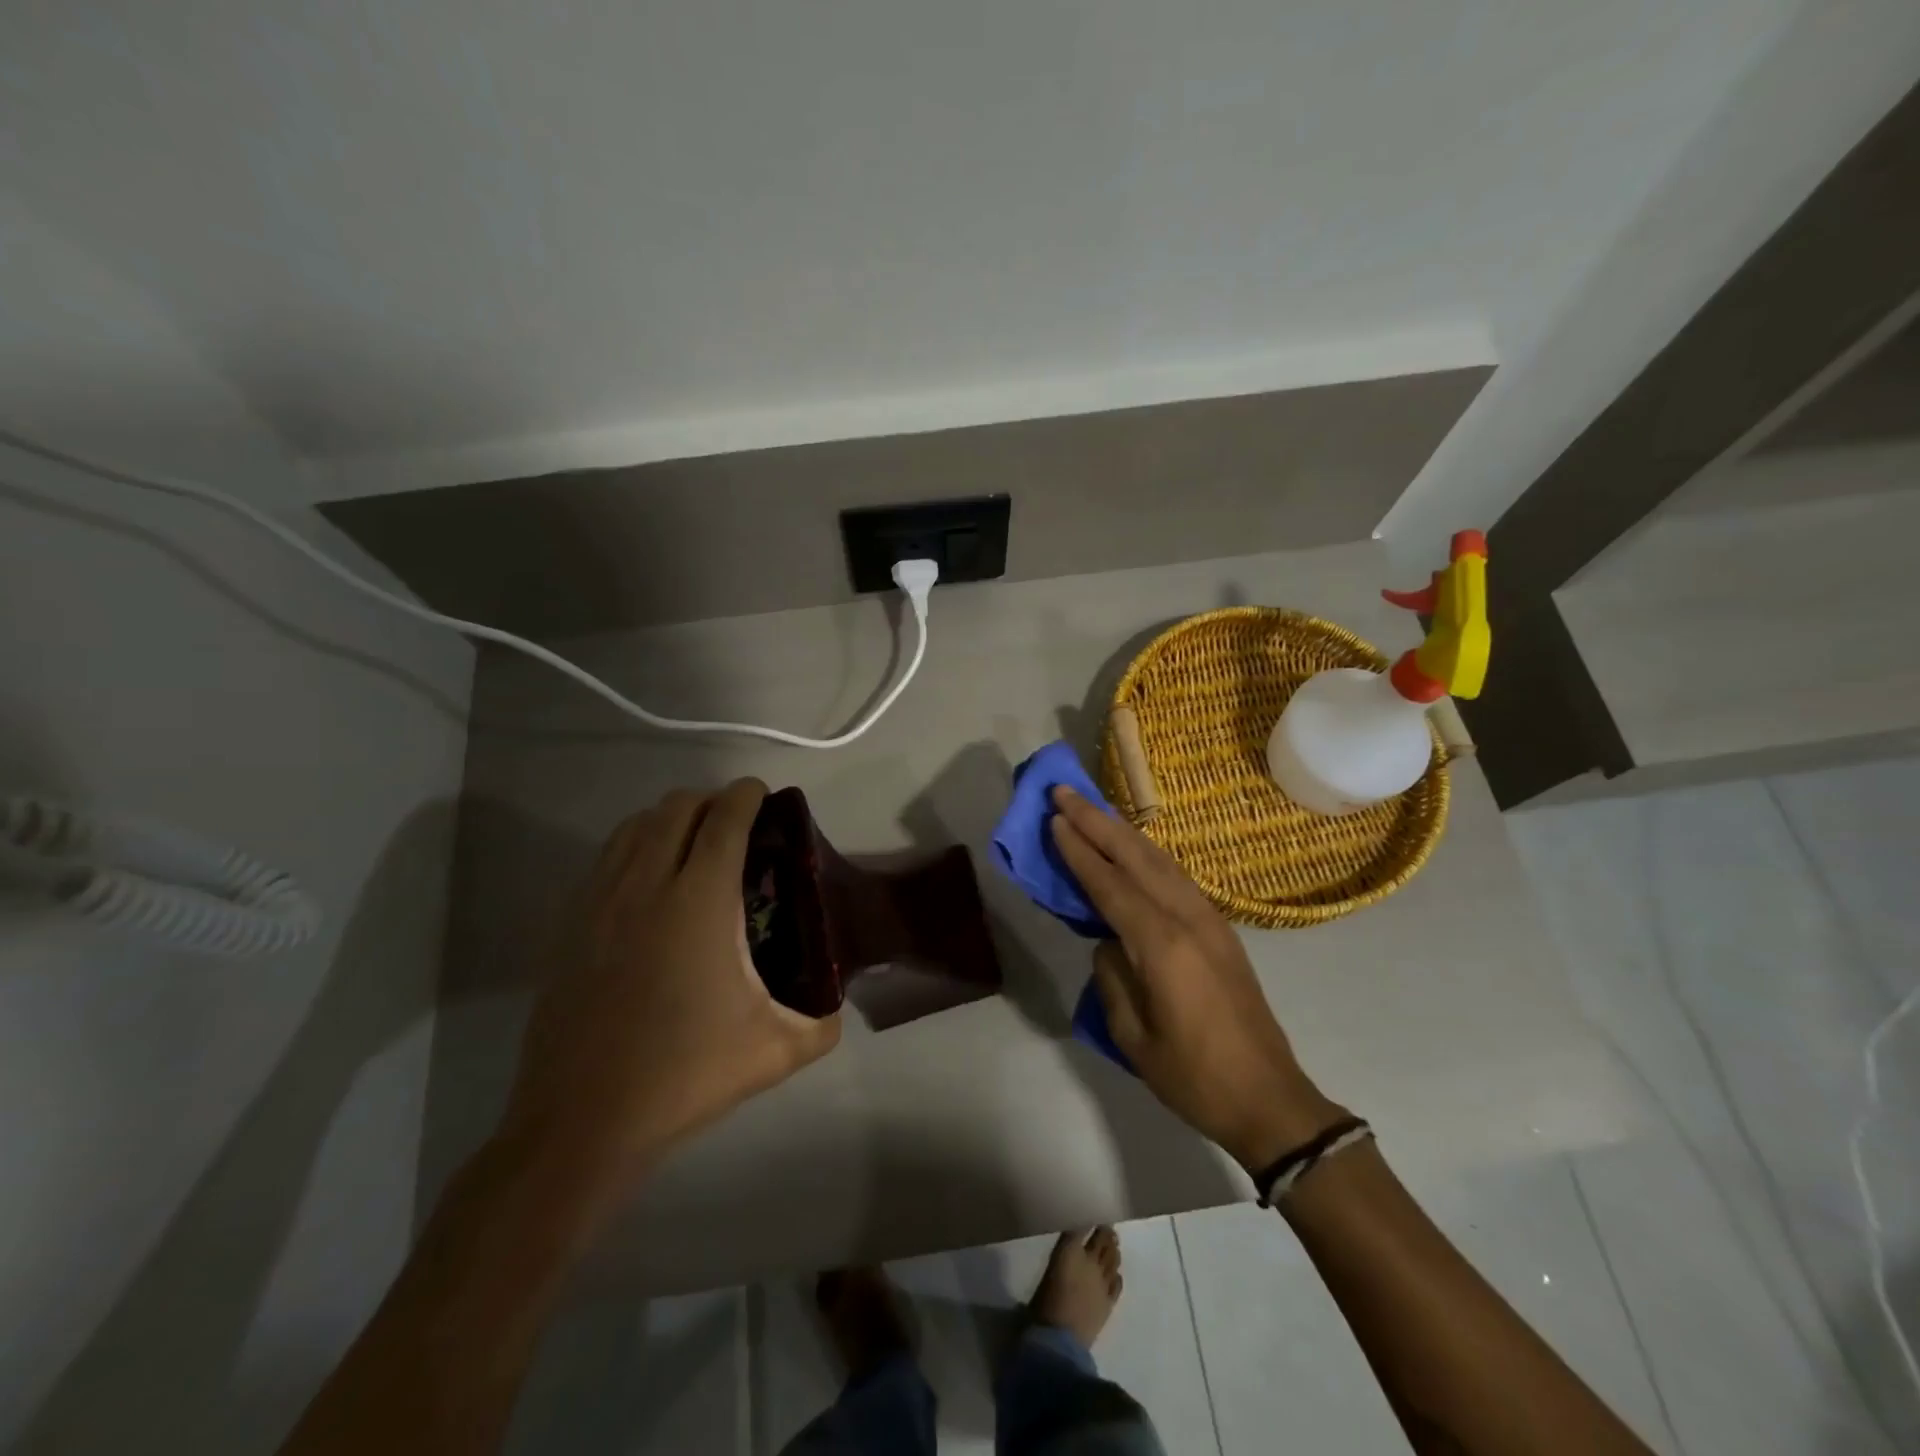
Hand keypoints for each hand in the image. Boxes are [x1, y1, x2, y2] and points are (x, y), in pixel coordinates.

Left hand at [497, 778, 840, 1222]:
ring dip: (669, 819)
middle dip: (711, 802)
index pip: (725, 820)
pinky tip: (649, 883)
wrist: (582, 1122)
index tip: (764, 795)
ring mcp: (599, 902)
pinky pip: (606, 859)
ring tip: (694, 845)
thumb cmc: (684, 1074)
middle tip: (737, 826)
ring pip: (634, 826)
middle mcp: (646, 885)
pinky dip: (634, 847)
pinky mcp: (569, 926)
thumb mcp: (776, 1051)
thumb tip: (836, 1007)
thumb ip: (822, 1022)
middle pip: (676, 808)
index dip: (747, 796)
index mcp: (699, 901)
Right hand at [1049, 785, 1343, 1171]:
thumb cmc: (1195, 1077)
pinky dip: (1148, 854)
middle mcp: (1188, 919)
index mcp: (1162, 945)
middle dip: (1098, 821)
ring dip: (1124, 831)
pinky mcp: (1221, 929)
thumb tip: (1108, 942)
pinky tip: (1133, 850)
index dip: (1080, 851)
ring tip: (1093, 809)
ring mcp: (1210, 920)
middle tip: (1065, 792)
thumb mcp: (1134, 1036)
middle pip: (1137, 857)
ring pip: (1161, 860)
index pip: (1111, 885)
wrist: (1270, 1099)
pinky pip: (1177, 877)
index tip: (1055, 818)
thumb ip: (1113, 977)